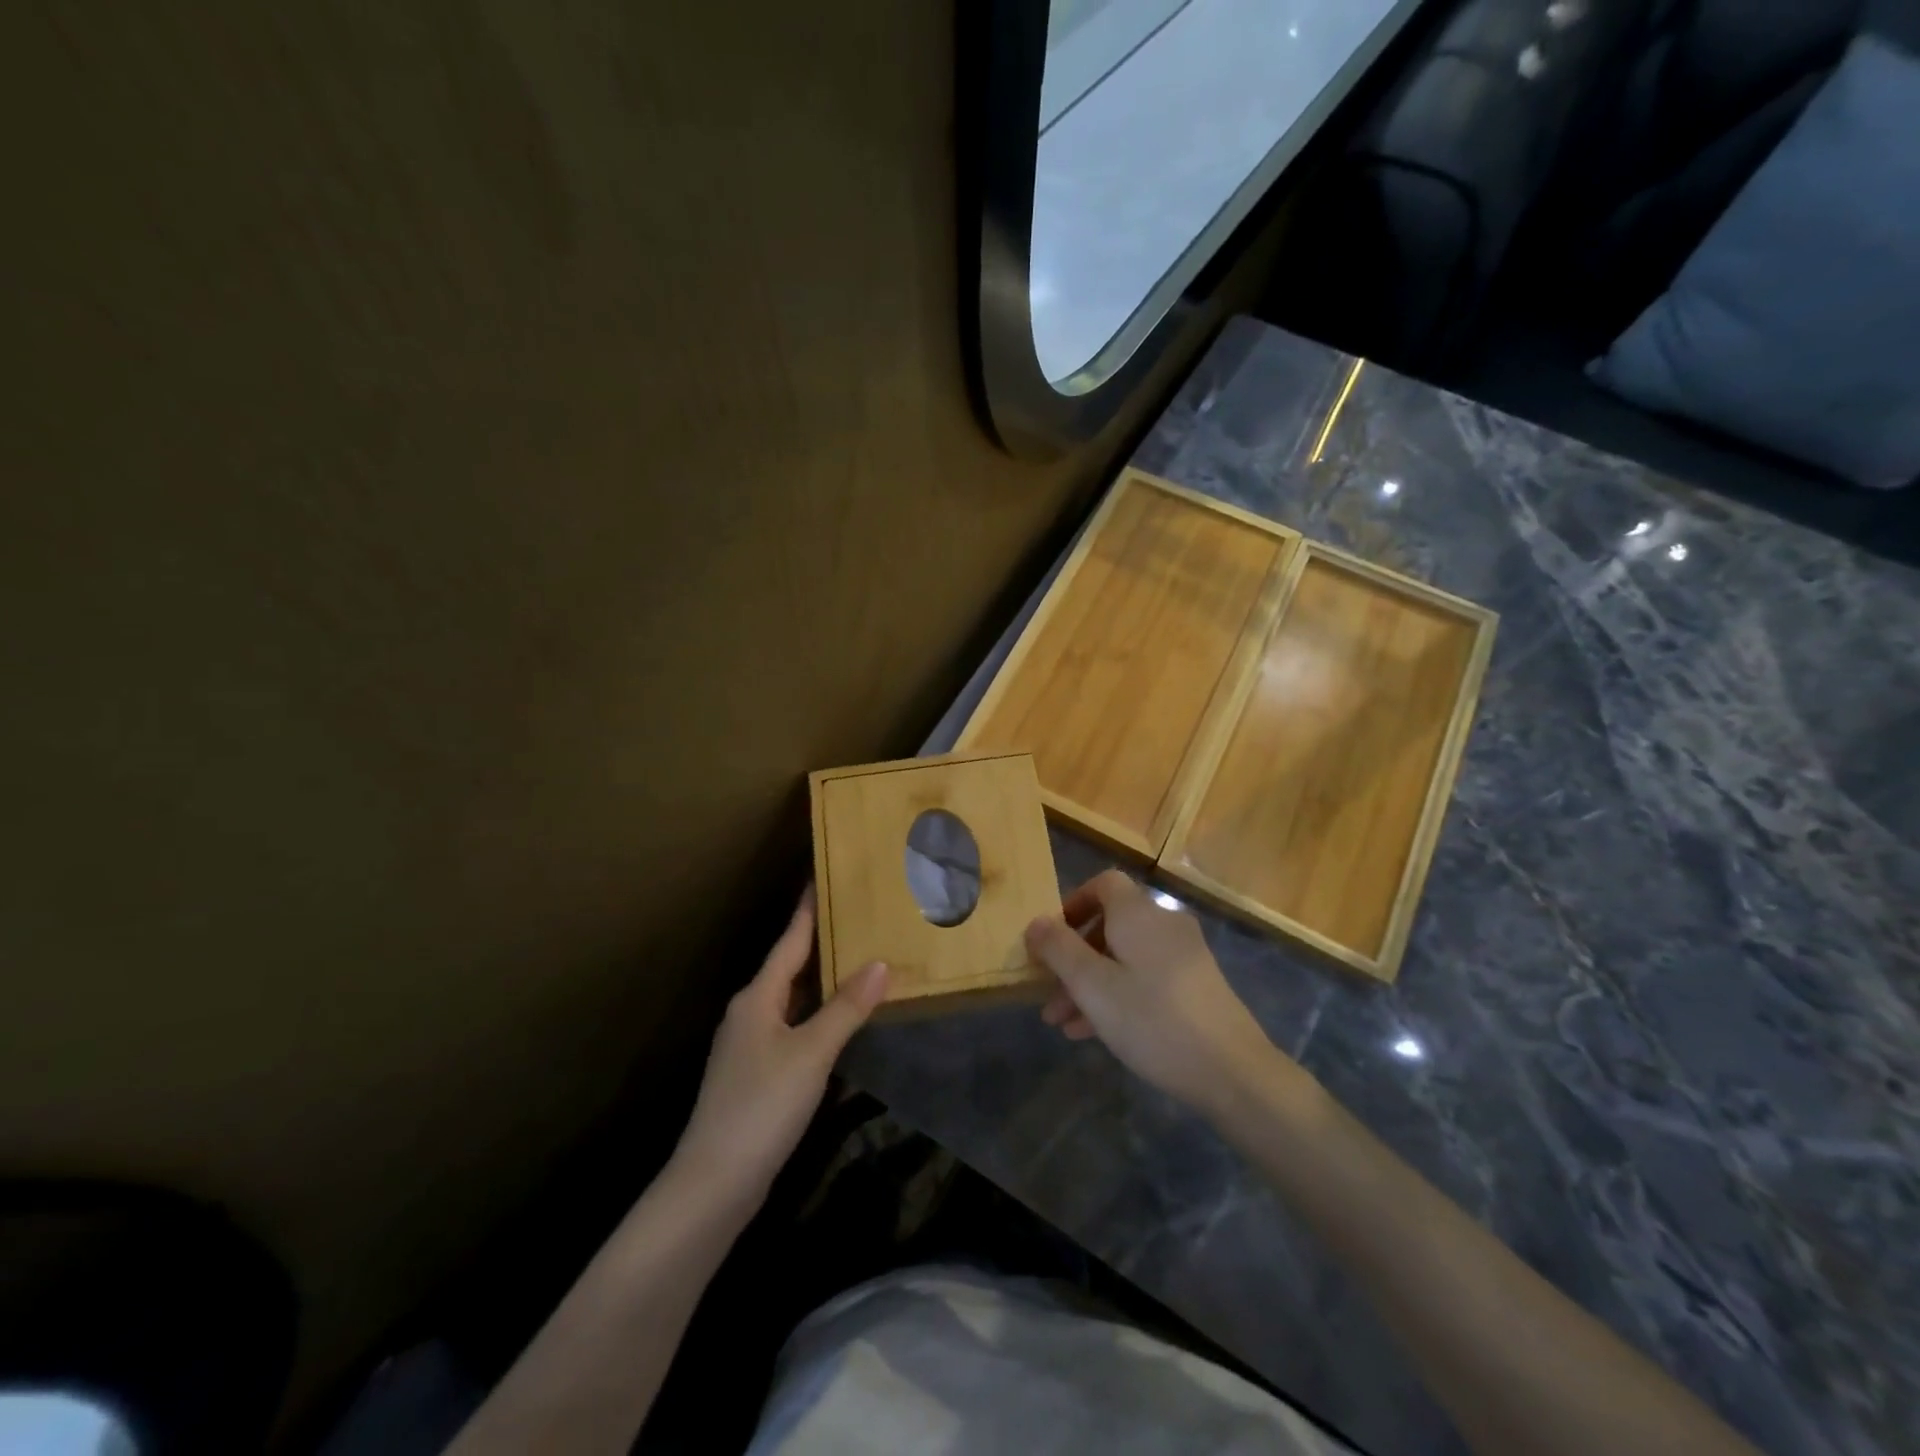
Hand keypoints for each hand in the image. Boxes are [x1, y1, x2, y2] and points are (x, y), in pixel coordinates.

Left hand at [673, 888, 887, 1210]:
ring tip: (856, 958)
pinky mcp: (755, 1073)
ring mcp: (749, 1044)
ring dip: (821, 979)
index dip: (808, 910)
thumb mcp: (811, 1053)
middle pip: (789, 966)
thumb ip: (846, 1008)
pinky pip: (792, 1025)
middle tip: (856, 917)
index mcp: (758, 997)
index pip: (789, 941)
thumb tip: (880, 963)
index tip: (823, 878)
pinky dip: (816, 1013)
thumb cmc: (762, 1105)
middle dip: (820, 941)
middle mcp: (750, 1012)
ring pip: (791, 998)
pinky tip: (838, 1018)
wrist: (714, 1181)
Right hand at [1028, 871, 1277, 1115]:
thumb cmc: (1152, 1019)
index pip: (1103, 884)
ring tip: (1063, 1024)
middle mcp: (1163, 924)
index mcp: (1138, 914)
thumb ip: (1059, 949)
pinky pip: (1145, 978)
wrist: (1232, 1071)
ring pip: (1125, 957)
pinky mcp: (1196, 986)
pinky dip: (1118, 995)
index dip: (1073, 903)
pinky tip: (1094, 1033)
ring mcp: (1184, 956)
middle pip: (1110, 925)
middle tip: (1049, 993)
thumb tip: (1035, 922)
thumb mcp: (1092, 986)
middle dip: (1074, 958)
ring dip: (1091, 984)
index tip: (1051, 938)